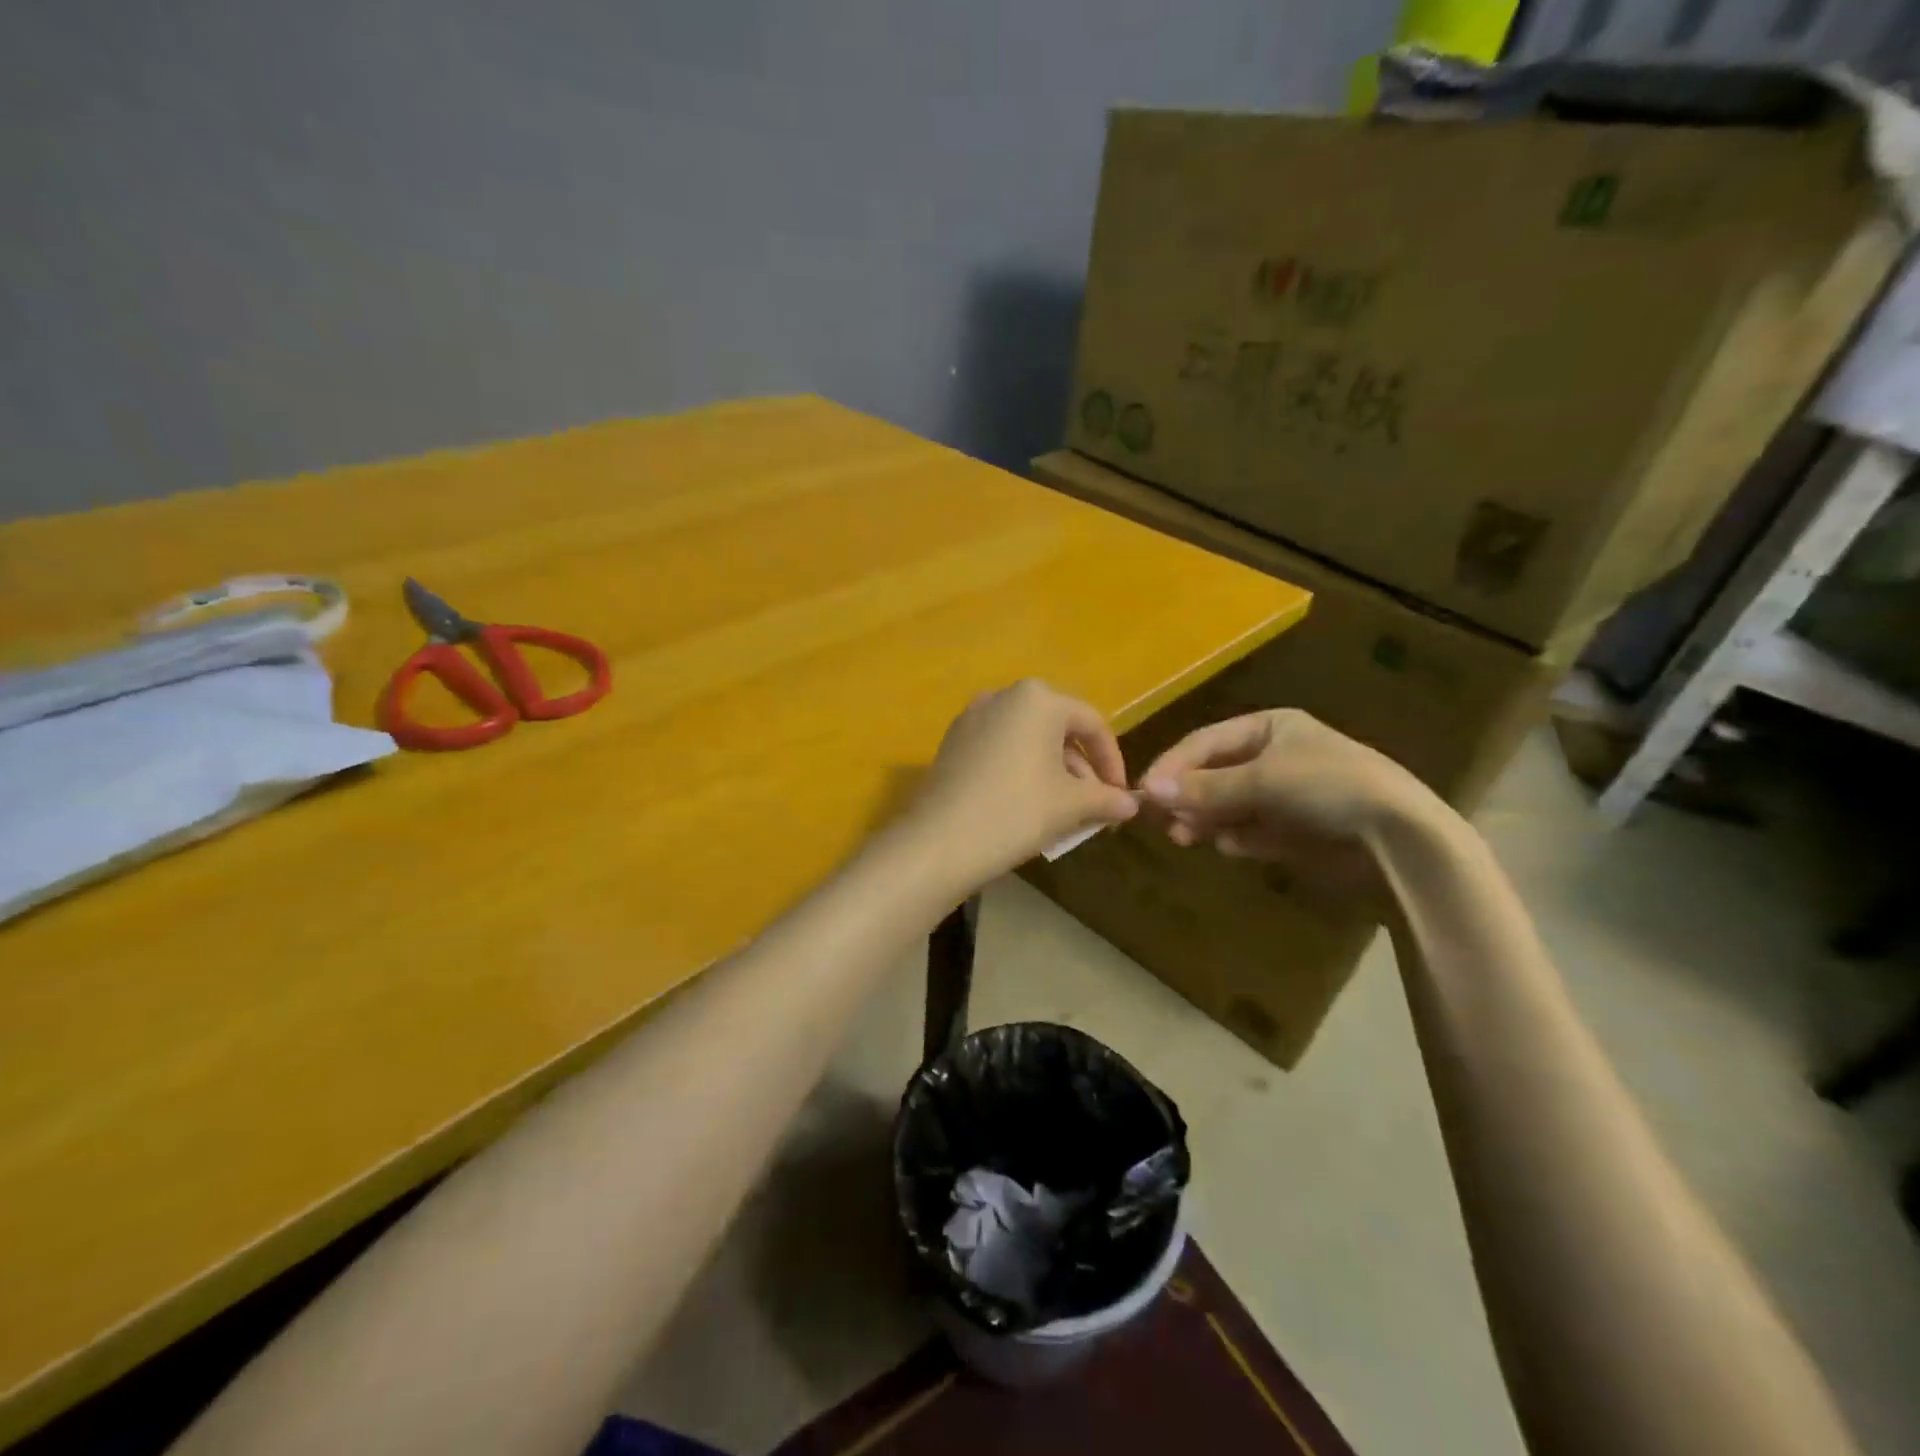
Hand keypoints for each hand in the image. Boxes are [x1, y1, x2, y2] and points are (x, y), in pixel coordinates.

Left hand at [905, 680, 1138, 887]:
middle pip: (1058, 729)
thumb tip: (1131, 803)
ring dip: (1053, 772)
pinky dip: (1022, 770)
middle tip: (1094, 806)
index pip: (1092, 724)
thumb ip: (1106, 798)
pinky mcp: (953, 741)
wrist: (940, 841)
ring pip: (1029, 740)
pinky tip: (1027, 805)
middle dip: (1081, 768)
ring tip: (1064, 811)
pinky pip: (1001, 749)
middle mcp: (1003, 696)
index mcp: (1038, 699)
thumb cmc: (1016, 812)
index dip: (1113, 761)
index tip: (1120, 795)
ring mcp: (973, 717)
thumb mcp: (1071, 806)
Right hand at [1138, 709, 1453, 904]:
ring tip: (1185, 838)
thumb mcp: (1263, 780)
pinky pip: (1250, 830)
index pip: (1205, 741)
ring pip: (1228, 805)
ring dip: (1205, 819)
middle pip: (1213, 774)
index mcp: (1270, 728)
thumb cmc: (1329, 787)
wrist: (1400, 838)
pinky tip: (1230, 846)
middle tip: (1162, 822)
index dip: (1173, 765)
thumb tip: (1149, 792)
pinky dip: (1236, 837)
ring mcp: (1284, 795)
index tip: (1145, 792)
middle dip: (1187, 796)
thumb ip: (1205, 788)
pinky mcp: (1294, 831)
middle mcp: (1273, 757)